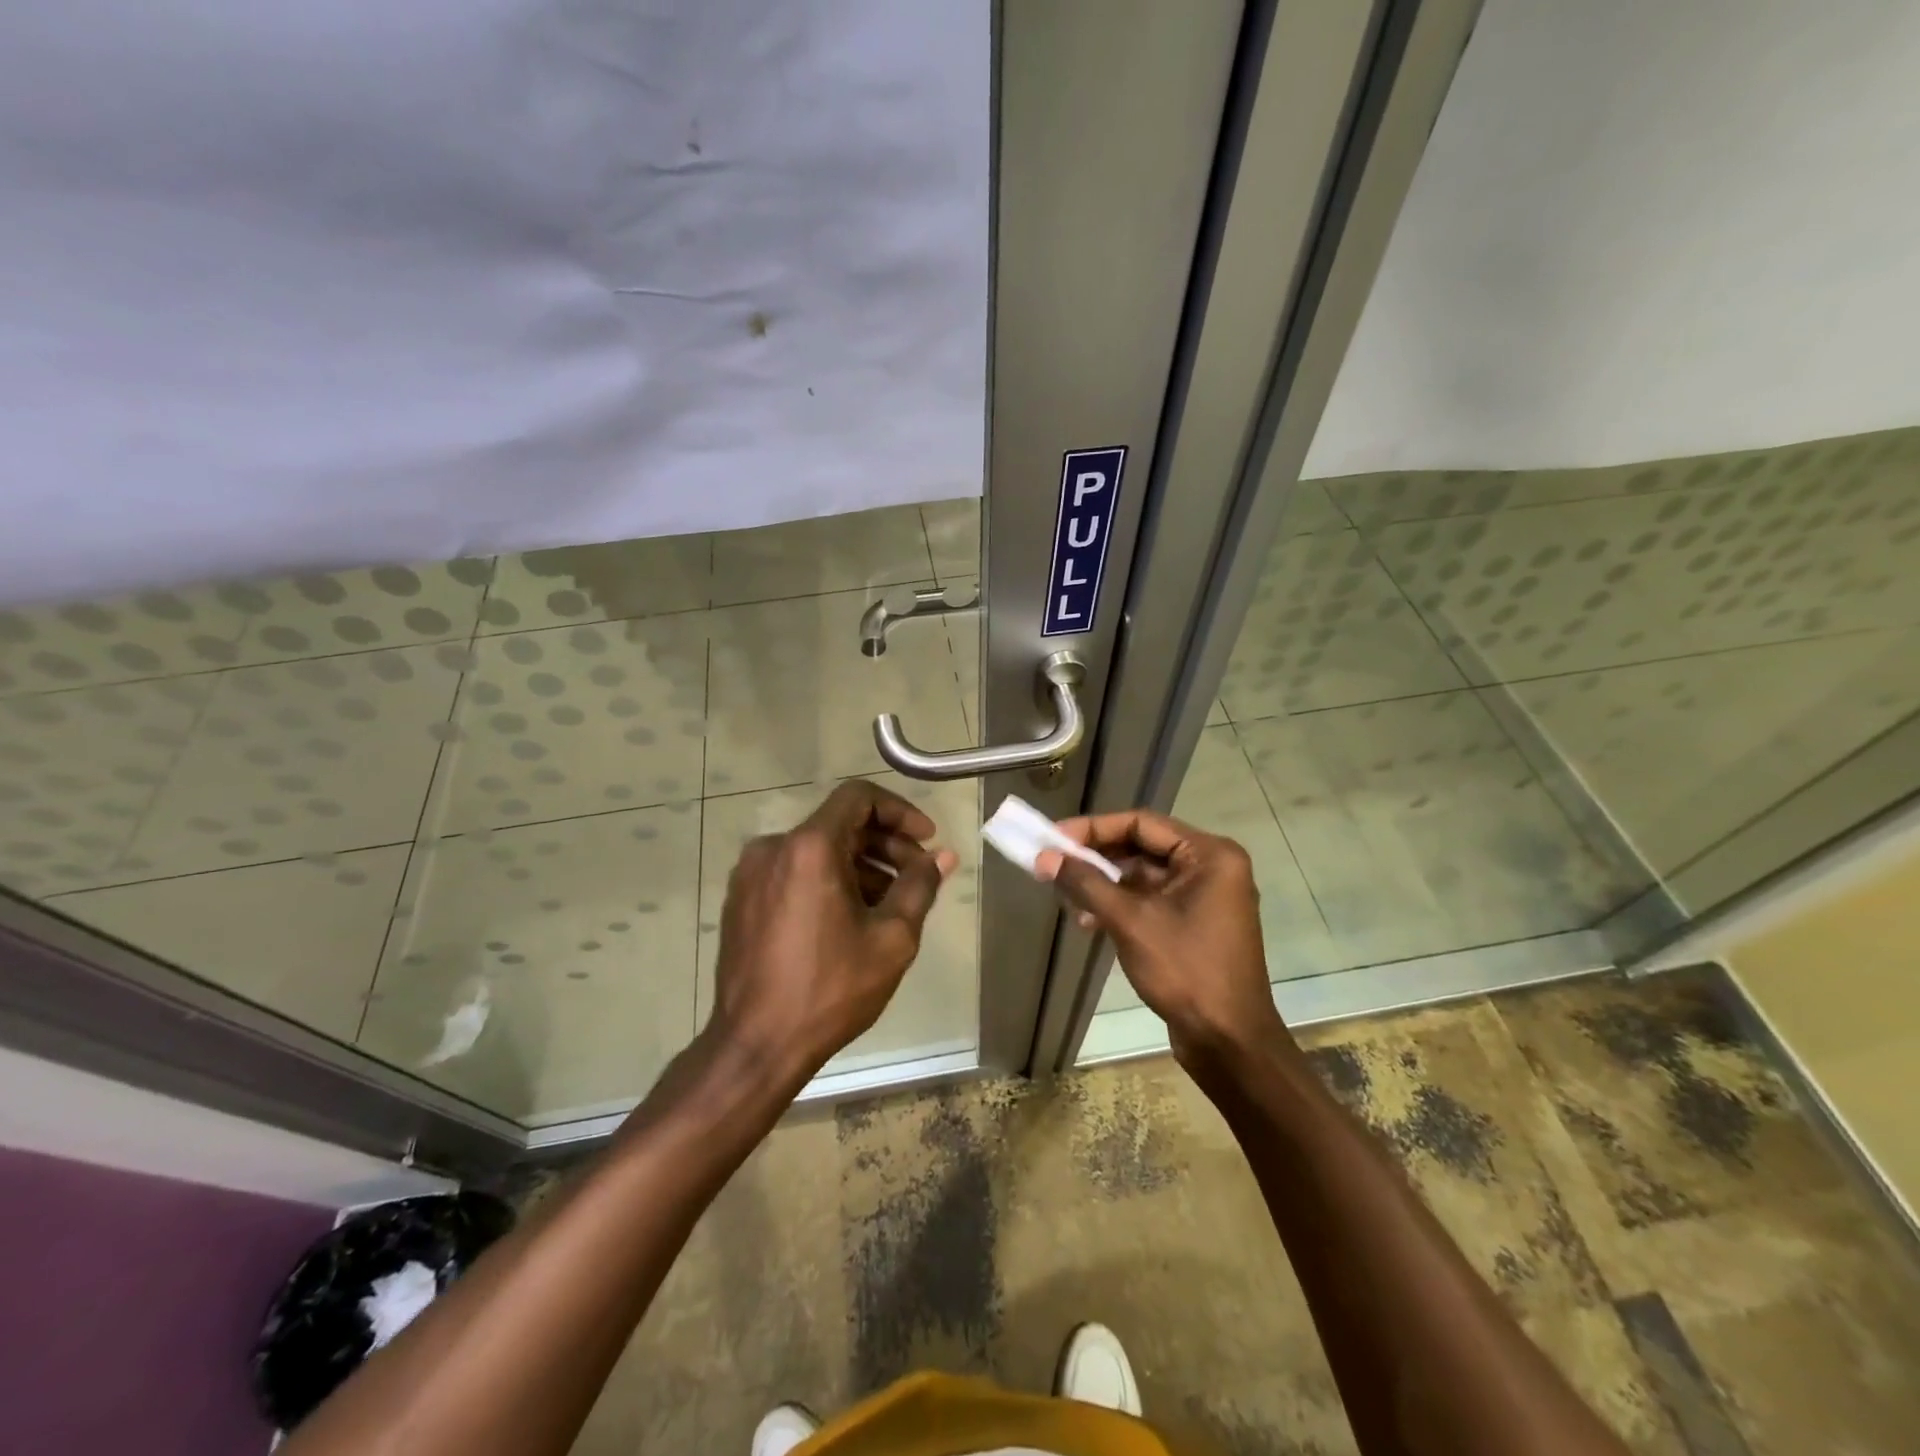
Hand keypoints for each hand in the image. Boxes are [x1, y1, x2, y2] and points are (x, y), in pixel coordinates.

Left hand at [708, 780, 957, 1082]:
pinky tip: (850, 917)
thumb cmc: (830, 989)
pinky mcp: (741, 899)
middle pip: (839, 824)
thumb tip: (943, 856)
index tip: (926, 840)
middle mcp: (773, 848)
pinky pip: (793, 872)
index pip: (858, 798)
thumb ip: (919, 886)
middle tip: (918, 876)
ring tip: (890, 903)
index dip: (899, 812)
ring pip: (817, 849)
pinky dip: (827, 880)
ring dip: (859, 865)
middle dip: (885, 845)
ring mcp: (751, 874)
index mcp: (809, 847)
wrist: (755, 1045)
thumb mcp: (891, 938)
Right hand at [1035, 810, 1282, 1061]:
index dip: (1093, 828)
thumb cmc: (1186, 972)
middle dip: (1096, 858)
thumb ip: (1086, 883)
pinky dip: (1120, 906)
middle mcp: (1211, 868)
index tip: (1054, 838)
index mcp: (1209, 855)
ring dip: (1104, 884)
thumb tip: (1045, 857)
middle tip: (1053, 864)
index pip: (1141, 823)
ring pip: (1143, 876)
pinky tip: (1089, 922)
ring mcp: (1205, 898)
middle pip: (1142, 847)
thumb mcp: (1130, 921)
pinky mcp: (1196, 925)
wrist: (1229, 1044)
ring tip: (1067, 899)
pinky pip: (1151, 901)